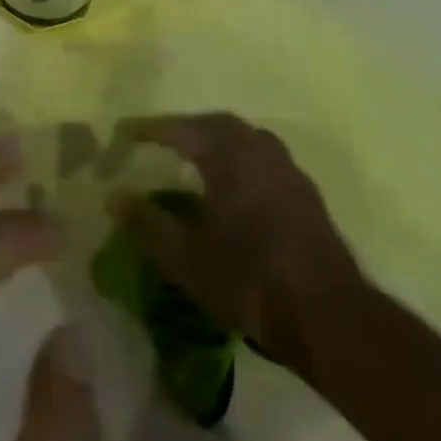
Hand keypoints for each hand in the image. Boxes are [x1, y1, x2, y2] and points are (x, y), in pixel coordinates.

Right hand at [112, 113, 365, 374]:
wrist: (327, 316)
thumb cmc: (248, 279)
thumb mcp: (185, 258)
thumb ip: (147, 224)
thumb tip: (114, 198)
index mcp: (227, 156)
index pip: (180, 129)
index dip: (150, 129)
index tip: (126, 133)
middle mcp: (259, 151)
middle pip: (217, 124)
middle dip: (186, 127)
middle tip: (162, 140)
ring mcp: (287, 170)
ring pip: (247, 137)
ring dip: (219, 140)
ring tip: (197, 157)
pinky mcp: (306, 193)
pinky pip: (266, 158)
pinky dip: (242, 158)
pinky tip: (235, 185)